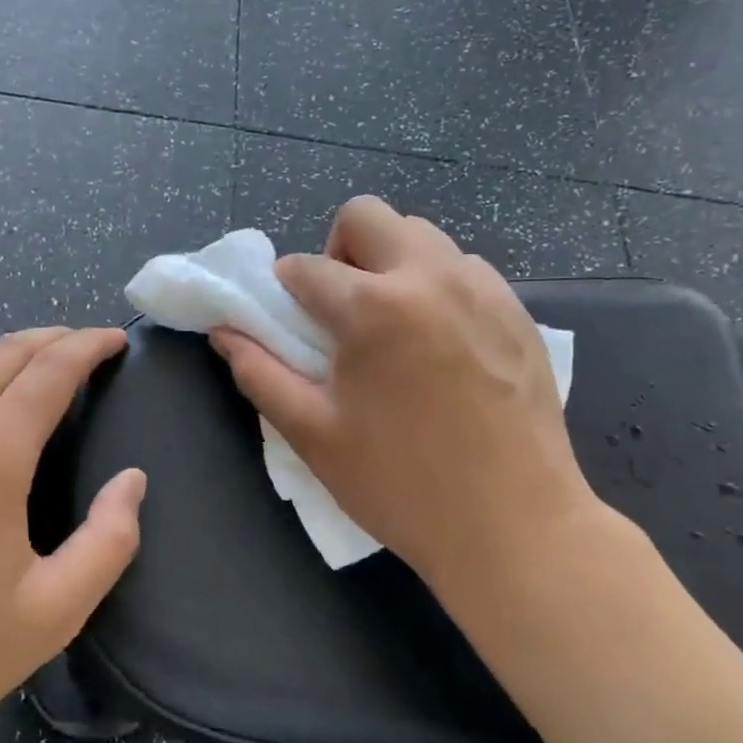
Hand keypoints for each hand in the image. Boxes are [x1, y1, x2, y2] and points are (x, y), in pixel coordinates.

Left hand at [0, 327, 144, 742]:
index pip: (48, 371)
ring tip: (41, 363)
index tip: (117, 340)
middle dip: (53, 339)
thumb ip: (109, 541)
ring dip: (7, 351)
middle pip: (3, 354)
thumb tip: (132, 481)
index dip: (88, 346)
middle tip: (89, 345)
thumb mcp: (54, 611)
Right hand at [209, 197, 599, 594]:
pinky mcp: (518, 311)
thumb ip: (259, 372)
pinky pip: (463, 268)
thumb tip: (224, 332)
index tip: (289, 325)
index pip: (305, 267)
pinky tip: (438, 345)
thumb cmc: (400, 485)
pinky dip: (434, 285)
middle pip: (367, 216)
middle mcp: (431, 276)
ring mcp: (484, 289)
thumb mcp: (312, 433)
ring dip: (388, 265)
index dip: (283, 292)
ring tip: (391, 328)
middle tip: (340, 311)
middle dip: (337, 251)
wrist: (514, 527)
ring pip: (421, 236)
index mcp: (373, 307)